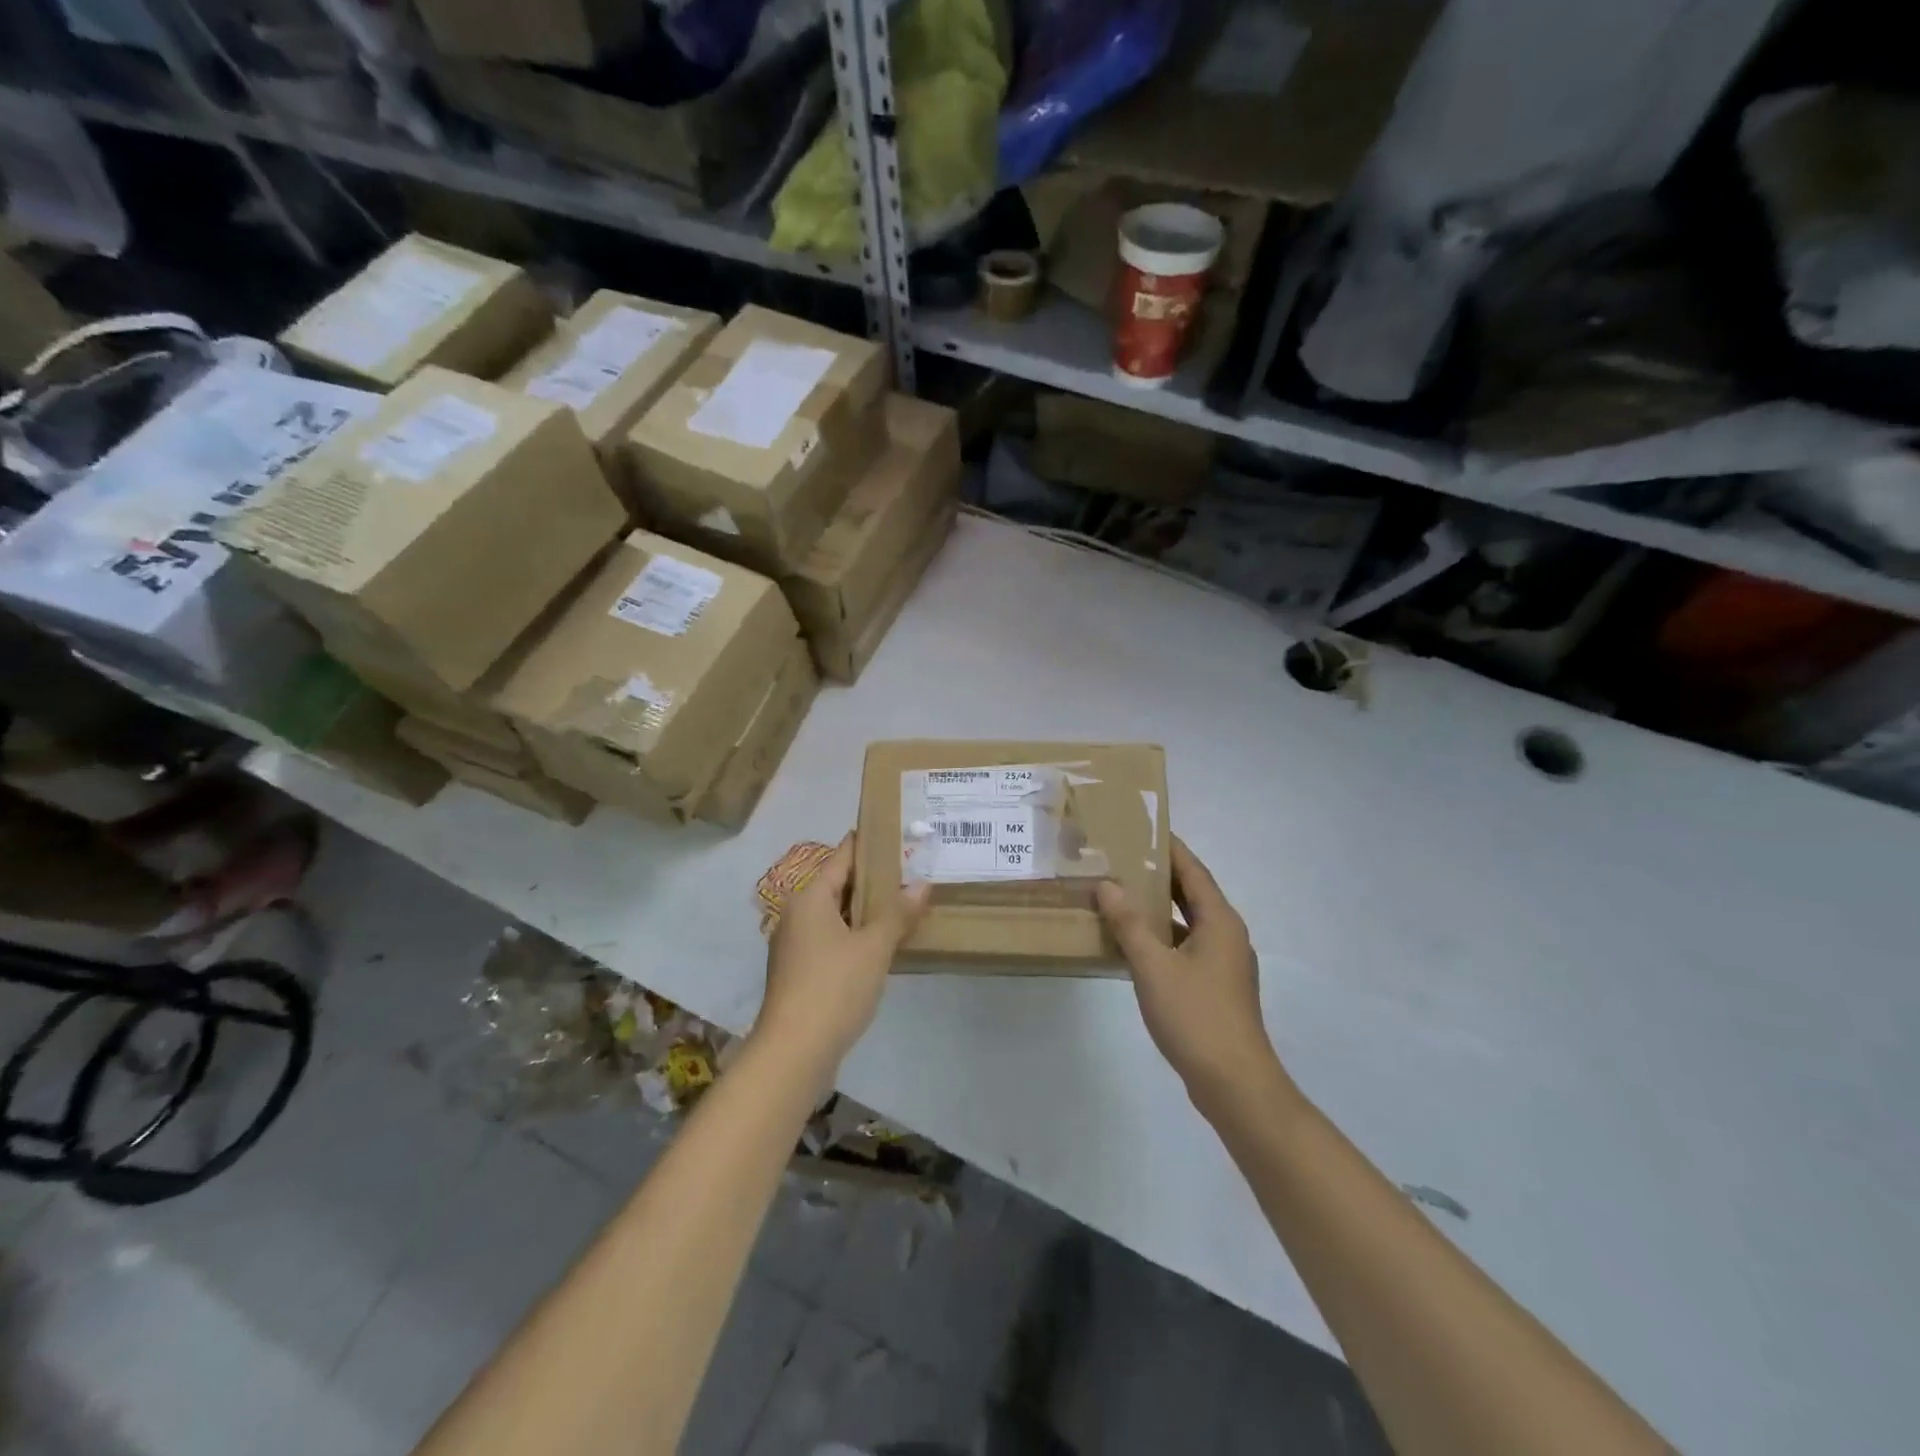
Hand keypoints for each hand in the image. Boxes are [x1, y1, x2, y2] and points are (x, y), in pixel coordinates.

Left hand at [757, 835, 930, 1076]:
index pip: (842, 857)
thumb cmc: (834, 987)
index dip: (868, 844)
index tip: (896, 834)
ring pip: (836, 915)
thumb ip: (897, 913)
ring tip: (904, 904)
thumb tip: (922, 883)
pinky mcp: (800, 972)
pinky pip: (832, 939)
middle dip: (874, 880)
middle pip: (838, 885)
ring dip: (866, 911)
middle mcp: (797, 914)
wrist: (794, 1052)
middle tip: (912, 871)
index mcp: (809, 898)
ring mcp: (795, 945)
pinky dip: (856, 935)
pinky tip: (883, 944)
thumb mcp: (874, 947)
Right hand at [1097, 838, 1291, 1115]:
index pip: (1193, 870)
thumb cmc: (1195, 1016)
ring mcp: (1223, 963)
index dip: (1170, 848)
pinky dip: (1160, 938)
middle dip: (1159, 875)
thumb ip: (1129, 924)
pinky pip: (1184, 947)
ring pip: (1187, 922)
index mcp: (1220, 921)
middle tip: (1122, 857)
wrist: (1234, 1083)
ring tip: (1120, 893)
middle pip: (1192, 893)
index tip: (1143, 827)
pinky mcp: (1214, 987)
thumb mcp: (1153, 966)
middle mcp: (1226, 935)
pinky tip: (1131, 943)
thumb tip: (1107, 885)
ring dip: (1157, 908)